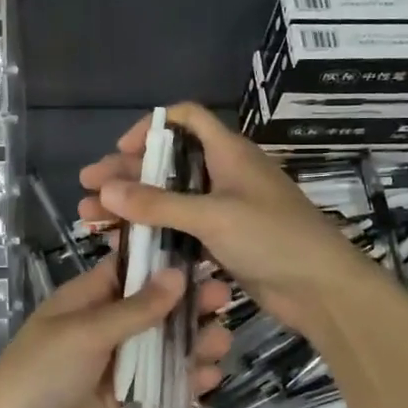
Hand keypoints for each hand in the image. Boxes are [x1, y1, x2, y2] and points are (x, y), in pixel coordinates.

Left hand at [0, 256, 230, 407]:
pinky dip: (184, 381)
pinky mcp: (123, 401)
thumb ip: (135, 309)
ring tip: (220, 344)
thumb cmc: (37, 376)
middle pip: (154, 308)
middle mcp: (104, 327)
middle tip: (224, 301)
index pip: (129, 268)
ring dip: (192, 344)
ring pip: (162, 347)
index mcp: (86, 299)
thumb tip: (178, 273)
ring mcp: (115, 365)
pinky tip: (208, 380)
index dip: (164, 261)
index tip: (205, 255)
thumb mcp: (85, 334)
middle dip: (188, 304)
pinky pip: (160, 385)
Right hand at [79, 103, 388, 336]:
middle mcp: (225, 174)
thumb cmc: (272, 238)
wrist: (321, 288)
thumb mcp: (213, 216)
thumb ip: (159, 204)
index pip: (185, 119)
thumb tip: (106, 189)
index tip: (119, 151)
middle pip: (168, 162)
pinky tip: (125, 243)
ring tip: (90, 218)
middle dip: (127, 173)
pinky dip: (154, 231)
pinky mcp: (225, 240)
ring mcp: (226, 208)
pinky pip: (182, 228)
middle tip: (86, 187)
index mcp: (229, 152)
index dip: (150, 127)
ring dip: (134, 205)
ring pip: (171, 198)